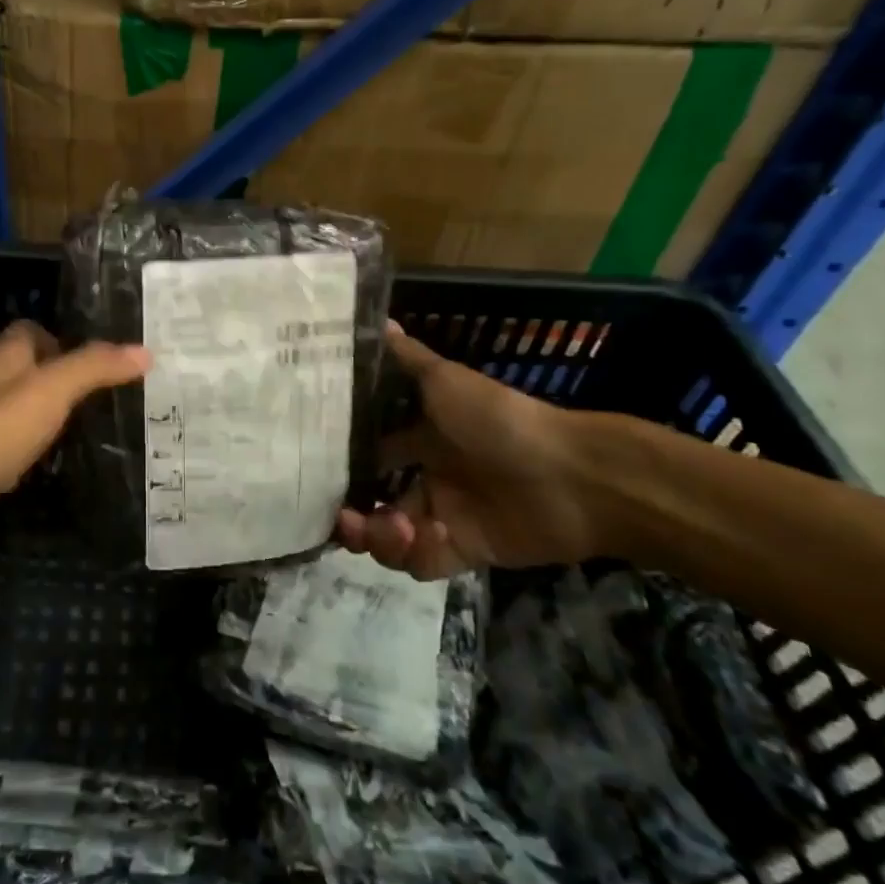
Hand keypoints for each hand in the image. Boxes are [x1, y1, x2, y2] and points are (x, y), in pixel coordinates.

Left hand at [0, 321, 149, 579]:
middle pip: (21, 368)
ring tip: (84, 435)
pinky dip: (18, 449)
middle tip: (104, 403)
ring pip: (8, 407)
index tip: (105, 366)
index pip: (32, 331)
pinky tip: (37, 470)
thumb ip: (93, 369)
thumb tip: (144, 349)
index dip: (65, 342)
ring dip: (38, 416)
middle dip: (56, 379)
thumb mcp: (46, 395)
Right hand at [336, 322, 600, 578]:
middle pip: (371, 502)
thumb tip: (377, 320)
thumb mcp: (446, 381)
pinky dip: (417, 553)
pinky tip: (430, 534)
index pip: (366, 454)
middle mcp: (426, 477)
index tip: (312, 468)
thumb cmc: (499, 419)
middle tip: (340, 516)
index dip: (339, 462)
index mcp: (419, 439)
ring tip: (391, 526)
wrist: (572, 475)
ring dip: (378, 536)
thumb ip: (407, 359)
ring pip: (389, 537)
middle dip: (349, 513)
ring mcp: (443, 517)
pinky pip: (422, 563)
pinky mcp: (463, 551)